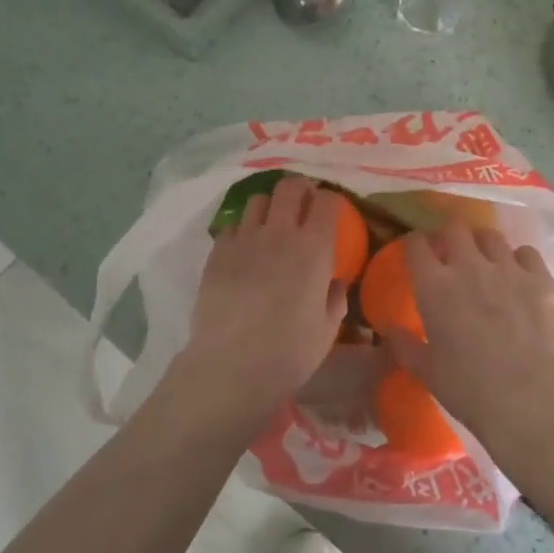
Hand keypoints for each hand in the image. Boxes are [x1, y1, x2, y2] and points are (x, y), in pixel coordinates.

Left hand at [174, 176, 349, 419]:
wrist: (230, 365)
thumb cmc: (288, 352)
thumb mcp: (327, 330)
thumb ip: (335, 299)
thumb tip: (334, 281)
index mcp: (314, 249)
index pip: (326, 201)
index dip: (331, 200)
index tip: (332, 211)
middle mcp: (280, 233)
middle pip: (290, 187)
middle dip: (300, 189)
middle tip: (303, 203)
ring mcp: (245, 239)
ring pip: (258, 200)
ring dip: (270, 206)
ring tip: (271, 223)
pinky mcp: (218, 251)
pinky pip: (233, 225)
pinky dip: (243, 229)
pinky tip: (245, 249)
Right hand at [380, 220, 553, 473]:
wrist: (532, 403)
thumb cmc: (470, 390)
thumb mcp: (427, 372)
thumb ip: (405, 345)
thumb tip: (388, 330)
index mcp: (434, 286)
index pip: (416, 245)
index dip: (415, 245)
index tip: (417, 253)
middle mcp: (469, 266)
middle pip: (455, 228)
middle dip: (450, 236)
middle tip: (451, 254)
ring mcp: (508, 269)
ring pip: (491, 235)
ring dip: (484, 245)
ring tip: (487, 261)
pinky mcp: (542, 280)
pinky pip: (527, 253)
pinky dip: (520, 260)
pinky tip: (521, 276)